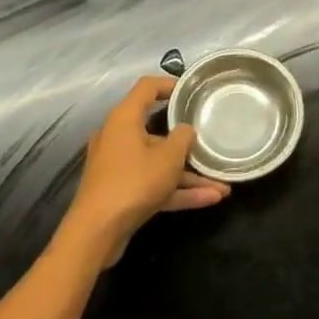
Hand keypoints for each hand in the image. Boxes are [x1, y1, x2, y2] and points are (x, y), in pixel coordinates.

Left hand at [65, 76, 228, 261]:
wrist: (96, 233)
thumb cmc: (133, 182)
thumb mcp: (168, 158)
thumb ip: (183, 138)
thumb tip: (186, 130)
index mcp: (124, 119)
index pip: (147, 88)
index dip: (169, 85)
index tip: (192, 91)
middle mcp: (118, 137)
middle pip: (156, 130)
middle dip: (186, 142)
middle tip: (210, 141)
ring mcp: (119, 166)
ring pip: (158, 163)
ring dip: (188, 174)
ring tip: (222, 184)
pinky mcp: (121, 191)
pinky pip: (153, 184)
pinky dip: (177, 190)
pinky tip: (209, 199)